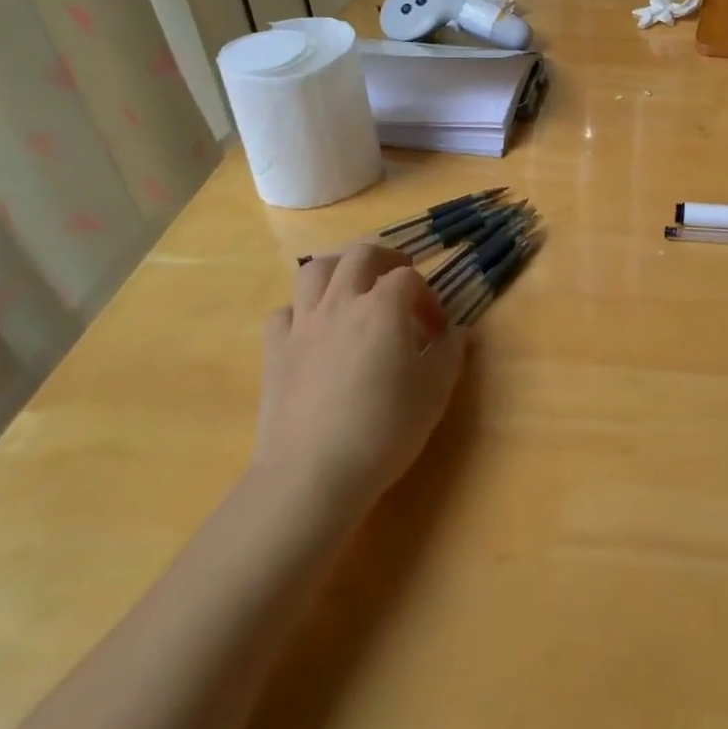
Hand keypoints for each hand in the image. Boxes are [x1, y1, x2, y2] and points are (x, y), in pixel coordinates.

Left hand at [252, 244, 467, 520]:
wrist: (312, 474)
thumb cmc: (384, 429)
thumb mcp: (435, 391)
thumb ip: (448, 352)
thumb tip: (453, 331)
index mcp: (383, 307)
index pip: (409, 278)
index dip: (428, 296)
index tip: (437, 328)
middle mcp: (341, 302)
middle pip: (360, 254)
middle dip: (386, 259)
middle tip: (400, 280)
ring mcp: (303, 324)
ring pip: (315, 269)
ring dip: (340, 269)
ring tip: (355, 288)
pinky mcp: (274, 349)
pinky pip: (286, 310)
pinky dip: (304, 309)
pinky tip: (316, 329)